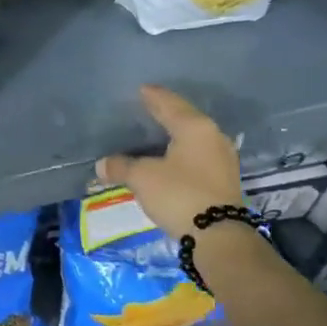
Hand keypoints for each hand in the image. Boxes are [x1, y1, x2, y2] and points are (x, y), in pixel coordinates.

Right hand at [96, 86, 244, 237]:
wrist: (219, 236)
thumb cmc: (179, 194)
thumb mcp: (142, 178)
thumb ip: (121, 166)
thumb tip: (102, 164)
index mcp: (194, 127)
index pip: (168, 103)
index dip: (152, 96)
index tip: (141, 89)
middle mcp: (213, 136)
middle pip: (185, 118)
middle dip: (165, 114)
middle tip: (146, 109)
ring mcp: (223, 158)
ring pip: (193, 138)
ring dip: (175, 134)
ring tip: (156, 133)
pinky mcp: (224, 178)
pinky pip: (198, 155)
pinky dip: (182, 152)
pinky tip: (171, 157)